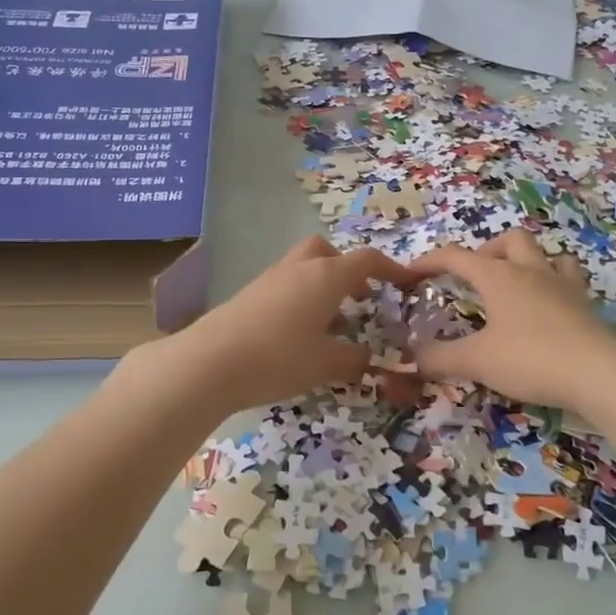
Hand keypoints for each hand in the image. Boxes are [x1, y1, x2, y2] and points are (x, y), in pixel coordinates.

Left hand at [147, 236, 413, 413]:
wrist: (210, 362)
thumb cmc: (279, 358)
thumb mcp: (326, 364)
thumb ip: (353, 358)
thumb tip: (367, 356)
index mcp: (326, 276)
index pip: (366, 260)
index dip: (390, 269)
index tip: (405, 283)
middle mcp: (298, 268)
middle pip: (327, 251)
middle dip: (346, 268)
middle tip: (359, 297)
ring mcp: (270, 279)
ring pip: (303, 268)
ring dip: (322, 285)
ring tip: (331, 323)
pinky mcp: (248, 295)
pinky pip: (285, 286)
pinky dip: (300, 299)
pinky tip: (298, 334)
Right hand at [406, 229, 615, 411]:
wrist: (600, 374)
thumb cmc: (530, 358)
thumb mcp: (476, 361)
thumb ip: (440, 358)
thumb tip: (413, 356)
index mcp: (499, 277)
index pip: (456, 257)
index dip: (429, 262)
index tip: (410, 274)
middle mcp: (531, 272)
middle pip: (510, 240)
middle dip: (488, 251)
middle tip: (476, 278)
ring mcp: (563, 286)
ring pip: (545, 254)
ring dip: (526, 261)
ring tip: (515, 286)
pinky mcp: (586, 306)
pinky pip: (569, 280)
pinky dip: (554, 284)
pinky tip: (549, 306)